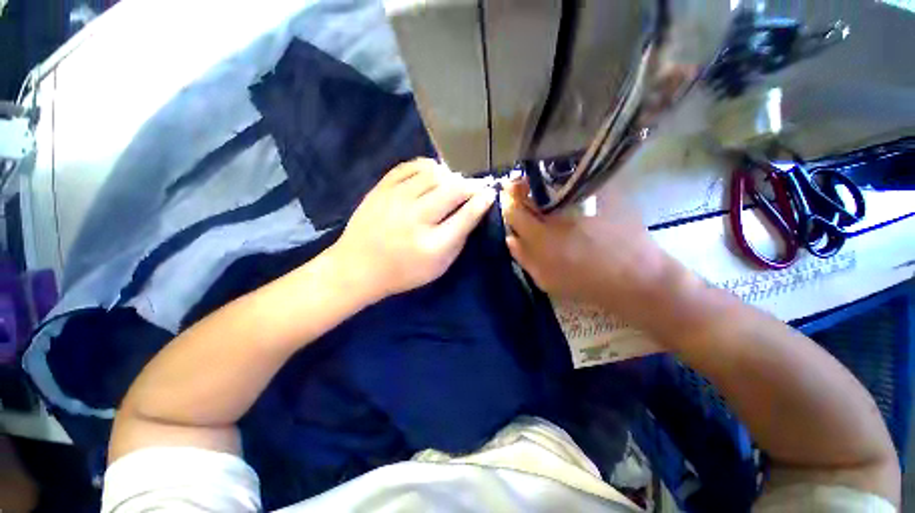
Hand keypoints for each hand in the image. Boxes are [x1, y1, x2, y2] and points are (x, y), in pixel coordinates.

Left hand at [332, 158, 495, 300]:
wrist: (357, 267)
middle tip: (476, 187)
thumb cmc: (403, 272)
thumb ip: (459, 240)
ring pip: (433, 174)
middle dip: (471, 185)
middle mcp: (415, 218)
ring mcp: (395, 200)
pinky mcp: (381, 189)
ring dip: (451, 176)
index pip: (466, 216)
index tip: (490, 193)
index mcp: (432, 245)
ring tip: (454, 183)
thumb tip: (474, 211)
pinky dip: (426, 166)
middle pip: (453, 190)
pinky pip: (409, 166)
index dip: (482, 201)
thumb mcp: (438, 267)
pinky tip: (433, 173)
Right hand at [500, 180, 670, 311]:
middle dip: (520, 186)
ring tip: (538, 185)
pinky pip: (576, 179)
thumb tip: (510, 237)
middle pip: (529, 191)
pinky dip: (565, 178)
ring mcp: (582, 200)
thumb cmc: (586, 283)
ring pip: (550, 181)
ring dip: (539, 180)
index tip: (508, 200)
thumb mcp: (546, 280)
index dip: (508, 203)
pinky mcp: (604, 193)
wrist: (635, 277)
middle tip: (518, 186)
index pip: (514, 211)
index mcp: (542, 237)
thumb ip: (524, 257)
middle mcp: (558, 215)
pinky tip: (564, 184)